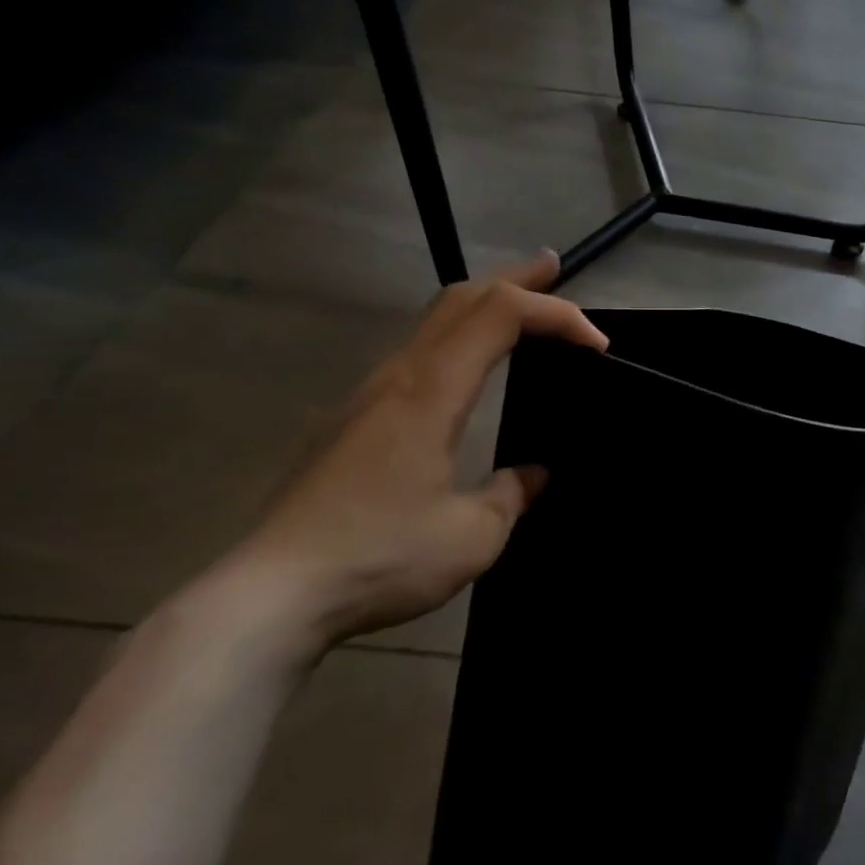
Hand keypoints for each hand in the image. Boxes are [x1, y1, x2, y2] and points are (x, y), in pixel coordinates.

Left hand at [213, 253, 607, 655]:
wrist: (267, 596)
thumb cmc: (378, 558)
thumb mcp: (472, 536)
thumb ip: (512, 494)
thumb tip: (532, 474)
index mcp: (431, 391)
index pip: (501, 315)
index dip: (556, 314)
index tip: (597, 346)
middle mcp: (398, 377)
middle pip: (461, 297)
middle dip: (514, 278)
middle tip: (554, 268)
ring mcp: (368, 394)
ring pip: (433, 321)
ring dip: (483, 303)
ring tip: (521, 307)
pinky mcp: (353, 419)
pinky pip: (417, 351)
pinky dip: (458, 335)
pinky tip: (469, 365)